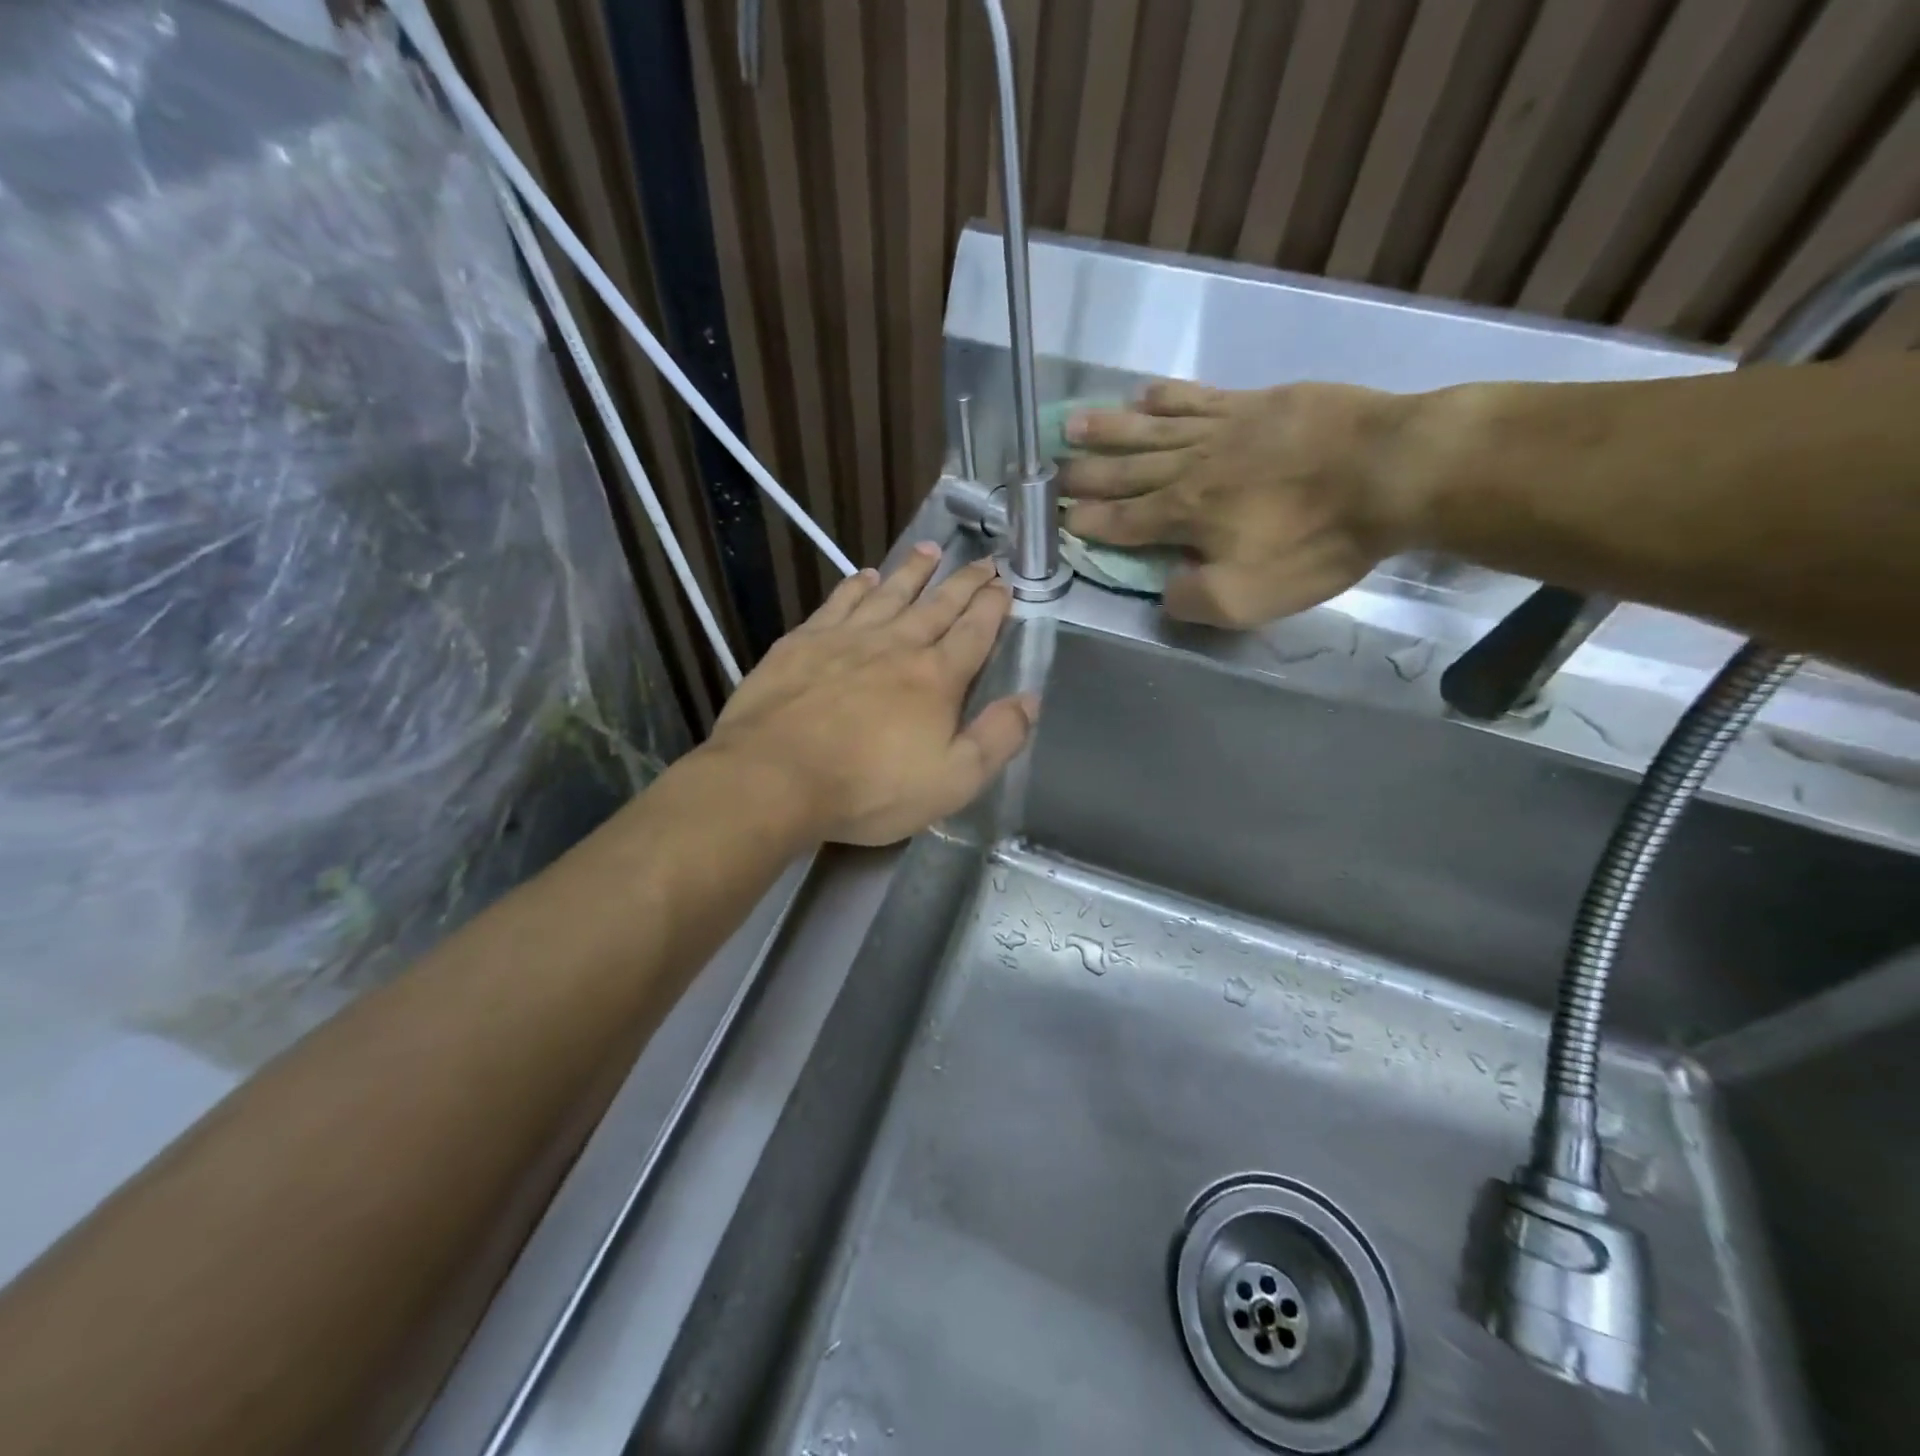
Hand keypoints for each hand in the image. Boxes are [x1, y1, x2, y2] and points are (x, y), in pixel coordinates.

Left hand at [703, 546, 1036, 846]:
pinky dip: (856, 586)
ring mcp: (847, 638)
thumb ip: (997, 739)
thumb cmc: (870, 788)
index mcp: (936, 678)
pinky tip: (864, 576)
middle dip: (965, 582)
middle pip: (938, 605)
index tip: (1005, 585)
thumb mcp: (952, 781)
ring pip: (890, 593)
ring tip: (931, 550)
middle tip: (984, 560)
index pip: (974, 632)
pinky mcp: (804, 642)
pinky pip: (839, 602)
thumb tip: (1030, 700)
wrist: (775, 777)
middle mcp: (897, 645)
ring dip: (914, 571)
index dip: (993, 607)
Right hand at [1061, 380, 1416, 627]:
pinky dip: (1165, 396)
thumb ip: (1193, 600)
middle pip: (1125, 471)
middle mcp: (1188, 468)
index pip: (1122, 522)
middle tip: (1050, 473)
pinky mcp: (1255, 402)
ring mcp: (1221, 428)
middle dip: (1085, 475)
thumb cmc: (1316, 541)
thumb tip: (1164, 591)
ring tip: (1073, 424)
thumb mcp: (1249, 599)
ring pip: (1149, 428)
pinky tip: (1144, 391)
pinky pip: (1196, 397)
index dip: (1088, 524)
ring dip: (1109, 429)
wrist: (1391, 470)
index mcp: (1183, 517)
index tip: (1057, 520)